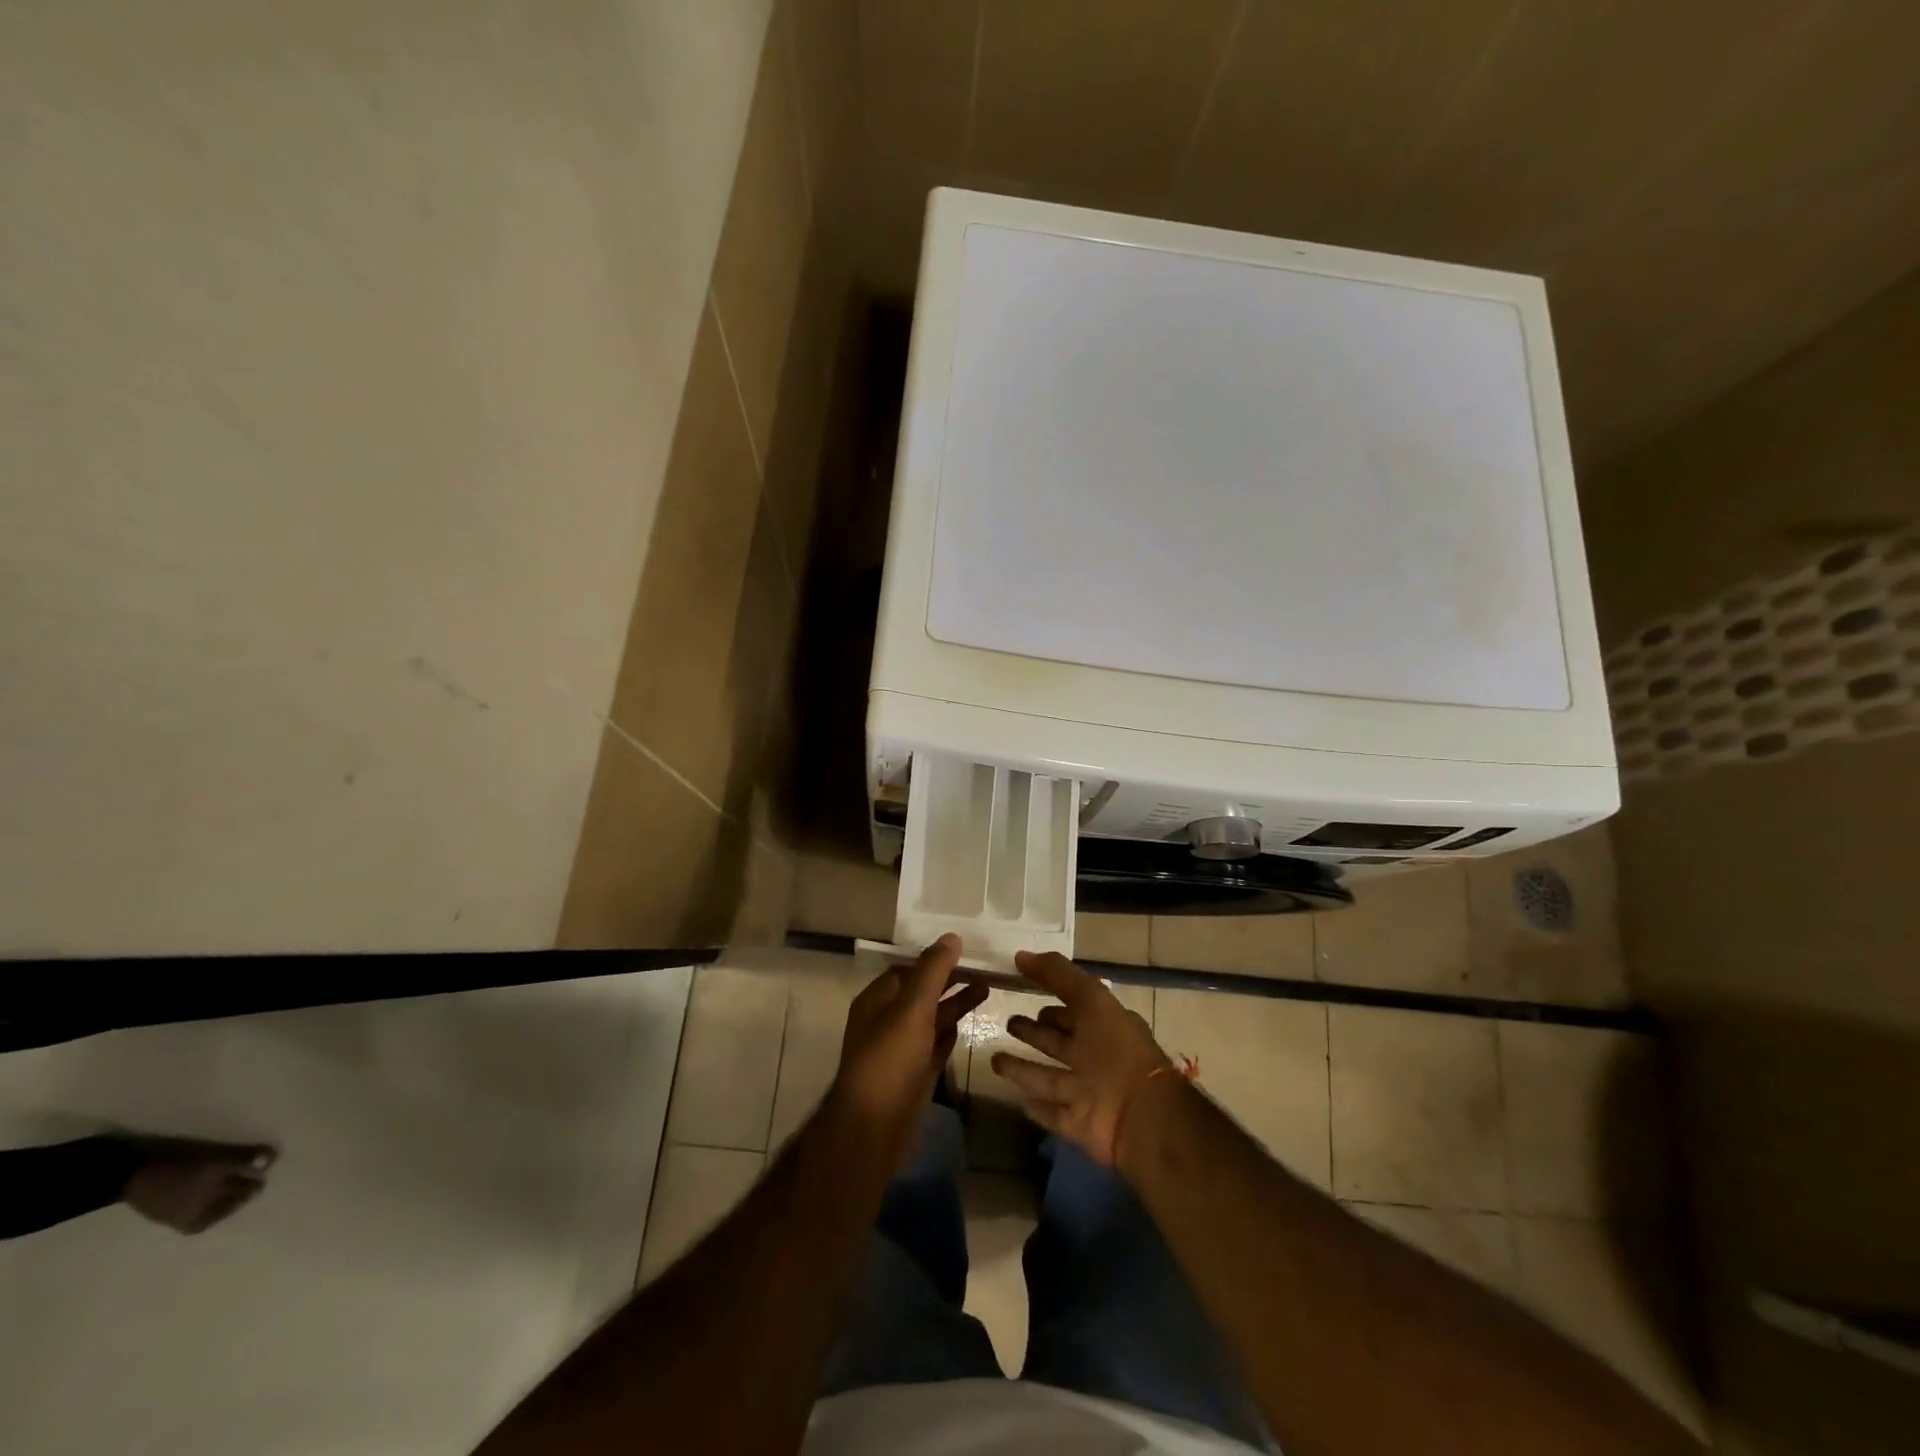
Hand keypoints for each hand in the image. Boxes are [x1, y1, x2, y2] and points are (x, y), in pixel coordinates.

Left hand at [833, 934, 988, 1156]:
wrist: (874, 1128)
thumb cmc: (890, 1059)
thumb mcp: (912, 1008)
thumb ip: (932, 972)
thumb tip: (952, 937)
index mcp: (877, 1000)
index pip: (908, 970)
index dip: (934, 959)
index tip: (965, 950)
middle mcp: (887, 1021)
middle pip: (922, 993)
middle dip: (950, 980)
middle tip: (984, 969)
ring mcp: (901, 1049)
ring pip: (931, 1019)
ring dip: (956, 1004)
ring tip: (988, 990)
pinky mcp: (914, 1074)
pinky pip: (934, 1045)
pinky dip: (949, 1033)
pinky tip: (968, 1025)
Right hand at [990, 950, 1173, 1166]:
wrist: (1141, 1116)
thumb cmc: (1116, 1049)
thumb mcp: (1090, 998)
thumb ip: (1057, 974)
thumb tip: (1020, 955)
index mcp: (1103, 1026)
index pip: (1072, 1010)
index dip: (1051, 1001)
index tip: (1023, 990)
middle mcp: (1094, 1057)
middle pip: (1056, 1042)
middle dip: (1033, 1032)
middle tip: (1008, 1023)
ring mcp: (1085, 1092)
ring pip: (1046, 1077)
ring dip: (1022, 1069)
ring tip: (994, 1059)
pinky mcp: (1077, 1124)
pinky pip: (1052, 1113)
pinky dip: (1037, 1108)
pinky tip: (1019, 1101)